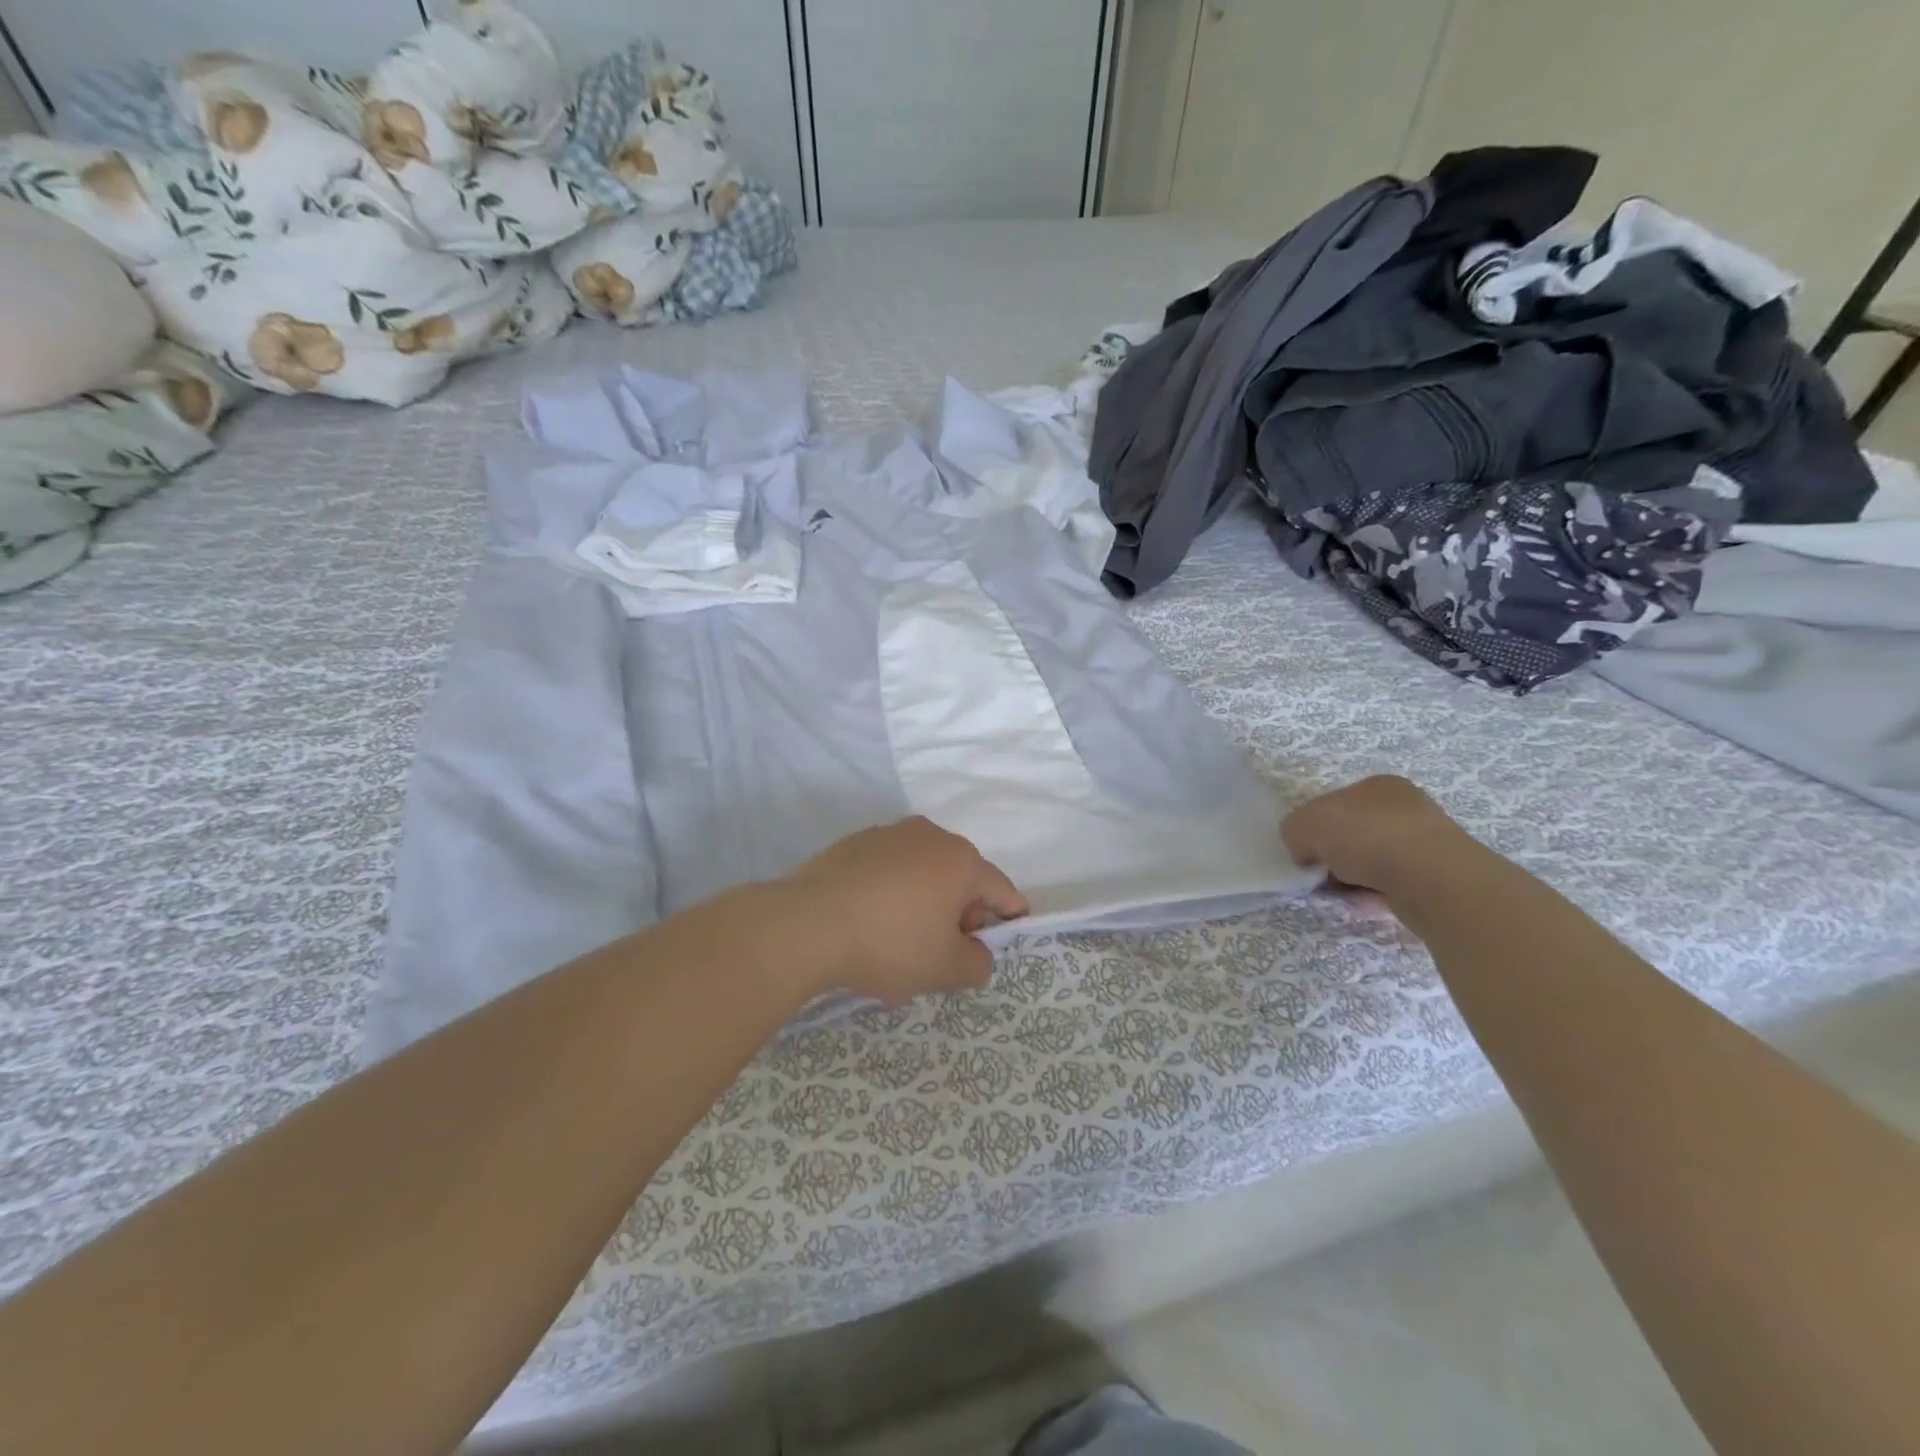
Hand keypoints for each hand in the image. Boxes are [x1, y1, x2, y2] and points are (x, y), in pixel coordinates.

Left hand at [776, 818, 1028, 1004]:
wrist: (807, 924)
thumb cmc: (890, 943)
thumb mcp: (944, 969)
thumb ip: (977, 964)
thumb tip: (977, 954)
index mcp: (961, 861)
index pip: (1001, 889)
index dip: (1008, 917)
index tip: (1001, 940)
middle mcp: (930, 836)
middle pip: (960, 879)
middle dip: (960, 916)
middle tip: (945, 954)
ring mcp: (889, 835)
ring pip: (921, 876)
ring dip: (923, 908)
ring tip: (902, 950)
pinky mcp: (854, 844)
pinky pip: (888, 872)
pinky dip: (891, 897)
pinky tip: (871, 930)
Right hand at [1281, 775, 1471, 897]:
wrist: (1430, 878)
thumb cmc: (1364, 836)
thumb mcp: (1305, 824)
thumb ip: (1294, 831)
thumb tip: (1304, 851)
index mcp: (1378, 786)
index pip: (1336, 803)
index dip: (1315, 826)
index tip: (1306, 850)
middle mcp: (1406, 808)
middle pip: (1355, 832)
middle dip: (1335, 854)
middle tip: (1320, 873)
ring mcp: (1426, 843)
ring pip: (1374, 860)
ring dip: (1353, 877)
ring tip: (1341, 892)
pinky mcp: (1437, 877)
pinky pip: (1392, 885)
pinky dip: (1374, 894)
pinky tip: (1364, 903)